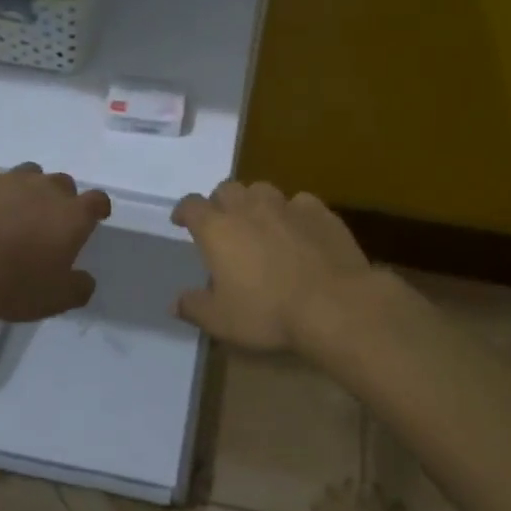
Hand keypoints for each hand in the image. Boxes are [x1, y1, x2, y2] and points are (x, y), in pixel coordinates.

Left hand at [0, 163, 112, 321]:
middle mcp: (44, 189)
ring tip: (10, 211)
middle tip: (46, 221)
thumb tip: (85, 280)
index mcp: (72, 215)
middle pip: (62, 183)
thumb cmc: (16, 285)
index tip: (94, 216)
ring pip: (25, 173)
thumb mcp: (57, 298)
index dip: (97, 208)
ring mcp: (7, 179)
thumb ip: (78, 287)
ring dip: (24, 189)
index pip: (97, 201)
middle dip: (58, 198)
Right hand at [170, 181, 371, 352]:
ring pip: (263, 190)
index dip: (184, 211)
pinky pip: (300, 202)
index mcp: (217, 229)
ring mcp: (287, 206)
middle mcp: (249, 207)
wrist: (334, 304)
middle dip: (220, 203)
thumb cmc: (268, 312)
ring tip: (260, 223)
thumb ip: (195, 307)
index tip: (181, 221)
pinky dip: (293, 212)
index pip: (191, 205)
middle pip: (227, 189)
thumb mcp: (221, 321)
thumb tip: (175, 303)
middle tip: (223, 224)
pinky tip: (299, 230)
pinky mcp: (320, 212)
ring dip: (255, 202)